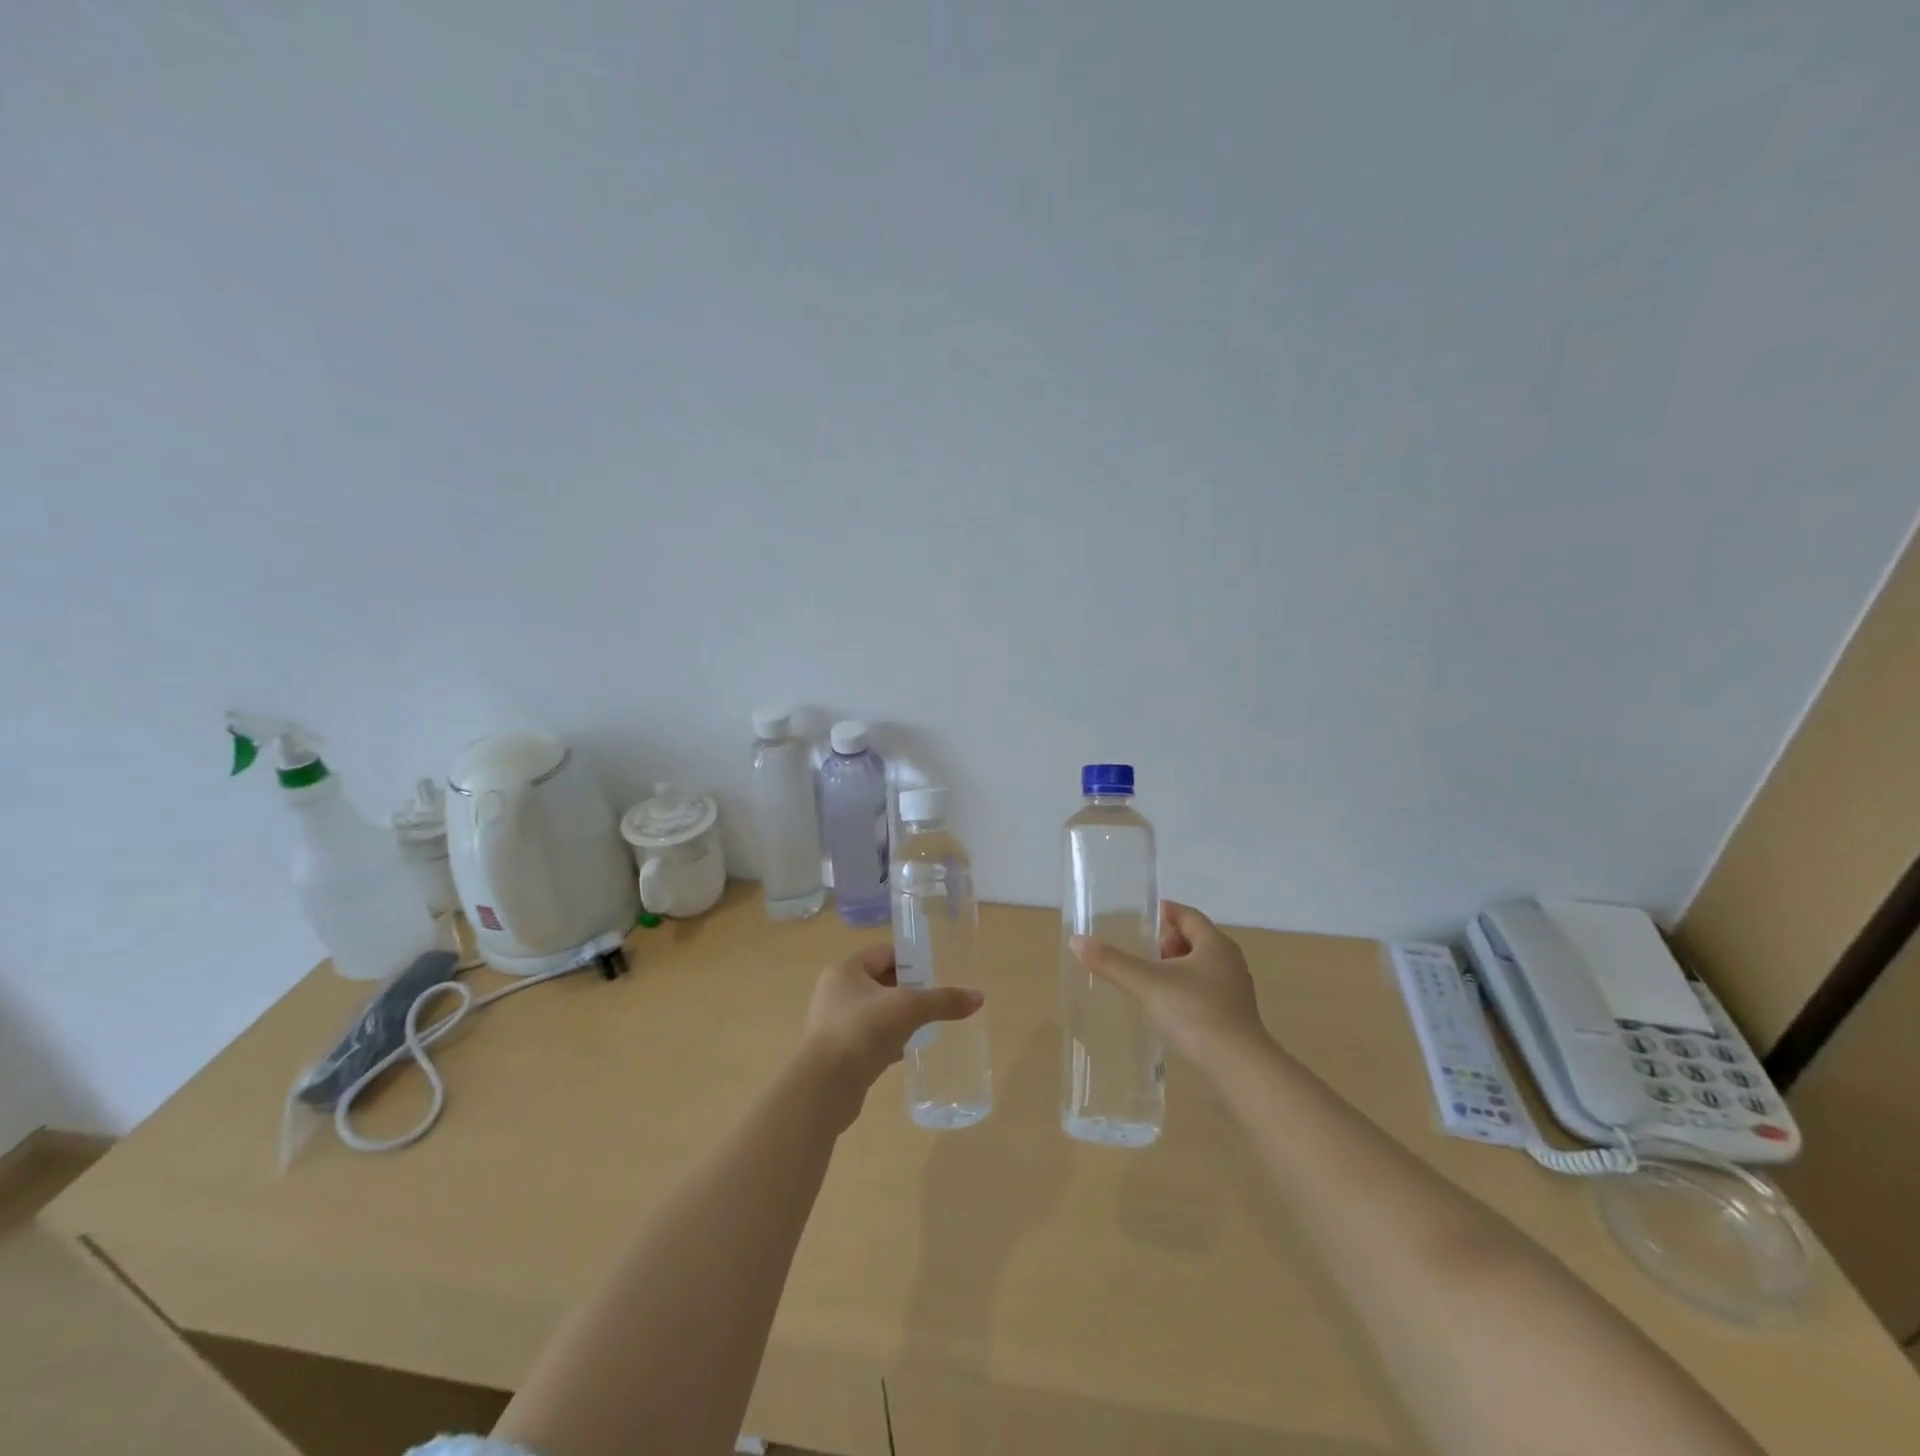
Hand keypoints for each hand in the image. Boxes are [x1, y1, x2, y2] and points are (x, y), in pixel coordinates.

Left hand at [799, 944, 983, 1127]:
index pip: (884, 953)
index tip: (936, 971)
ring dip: (899, 1018)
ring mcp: (834, 1024)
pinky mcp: (838, 1053)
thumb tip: (979, 997)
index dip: (911, 959)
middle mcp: (835, 992)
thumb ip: (943, 1000)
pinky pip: (870, 1039)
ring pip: (876, 1012)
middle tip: (936, 999)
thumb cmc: (863, 1031)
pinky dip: (889, 1041)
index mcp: (846, 970)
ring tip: (927, 1025)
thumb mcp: (909, 1008)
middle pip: (880, 982)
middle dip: (908, 990)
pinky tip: (908, 1051)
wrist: (824, 1087)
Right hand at [1072, 901, 1269, 1066]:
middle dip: (1168, 942)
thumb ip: (1112, 961)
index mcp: (1215, 944)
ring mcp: (1235, 993)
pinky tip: (1165, 1009)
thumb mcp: (1146, 983)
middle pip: (1196, 940)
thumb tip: (1077, 940)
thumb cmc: (1194, 1013)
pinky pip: (1205, 993)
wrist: (1238, 1069)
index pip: (1188, 915)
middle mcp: (1230, 962)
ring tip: (1148, 980)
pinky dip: (1184, 992)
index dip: (1165, 912)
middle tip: (1140, 950)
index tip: (1142, 916)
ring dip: (1176, 969)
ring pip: (1201, 968)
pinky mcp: (1234, 1019)